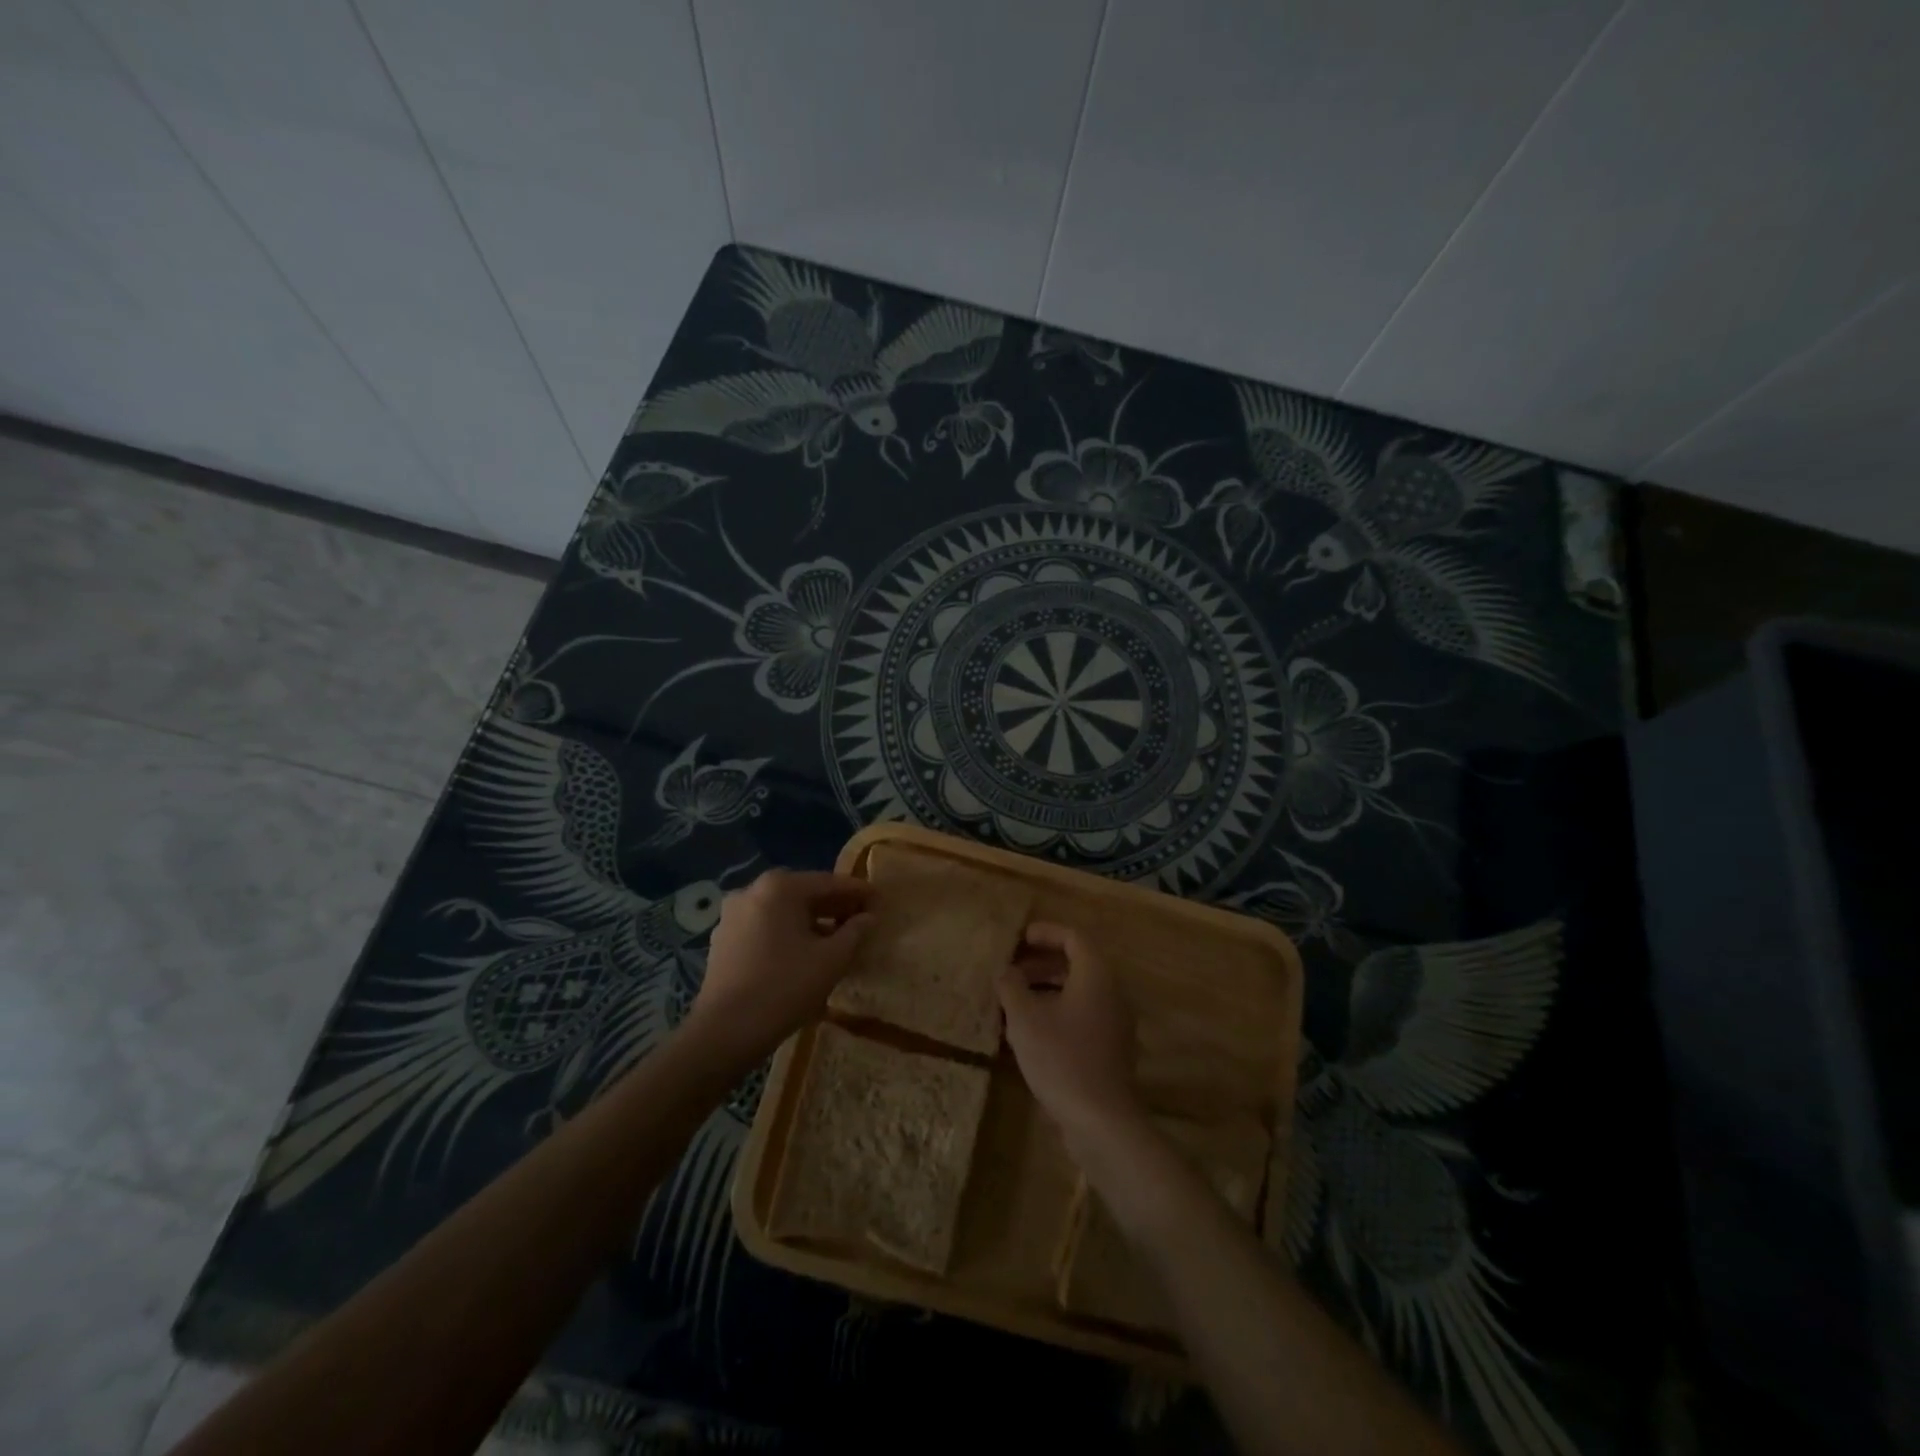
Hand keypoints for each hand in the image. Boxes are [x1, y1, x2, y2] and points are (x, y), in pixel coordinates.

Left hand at [685, 869, 872, 1068]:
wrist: (724, 1032)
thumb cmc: (785, 987)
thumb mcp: (832, 959)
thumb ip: (855, 932)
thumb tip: (868, 917)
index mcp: (780, 887)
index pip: (830, 882)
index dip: (859, 892)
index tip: (881, 902)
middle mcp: (753, 890)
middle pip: (804, 893)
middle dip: (835, 906)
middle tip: (863, 920)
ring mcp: (733, 914)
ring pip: (783, 911)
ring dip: (812, 921)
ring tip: (837, 939)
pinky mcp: (723, 939)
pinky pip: (765, 927)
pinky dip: (788, 933)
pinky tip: (804, 953)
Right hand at [998, 923, 1143, 1145]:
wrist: (1101, 1121)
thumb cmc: (1061, 1058)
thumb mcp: (1025, 1018)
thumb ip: (1012, 986)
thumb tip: (1006, 971)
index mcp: (1096, 976)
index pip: (1074, 938)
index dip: (1046, 933)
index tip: (1019, 938)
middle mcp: (1112, 993)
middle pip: (1078, 964)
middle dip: (1042, 962)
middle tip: (1011, 969)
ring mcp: (1115, 1023)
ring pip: (1079, 992)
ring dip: (1047, 989)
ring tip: (1014, 1000)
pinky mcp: (1111, 1050)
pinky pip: (1083, 1016)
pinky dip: (1058, 1012)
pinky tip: (1031, 1032)